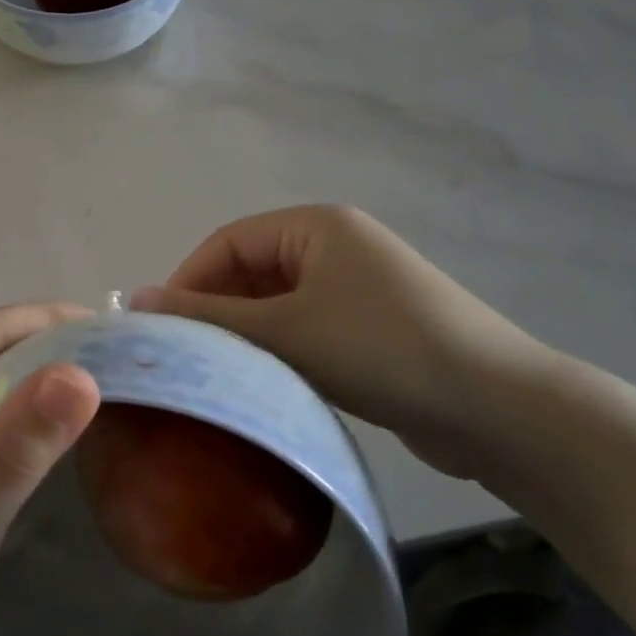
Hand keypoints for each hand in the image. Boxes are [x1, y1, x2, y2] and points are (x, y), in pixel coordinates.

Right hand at [134, 206, 555, 478]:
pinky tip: (264, 385)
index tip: (159, 331)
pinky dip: (281, 352)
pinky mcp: (373, 329)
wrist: (498, 409)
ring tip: (217, 376)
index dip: (188, 281)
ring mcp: (358, 288)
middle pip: (252, 271)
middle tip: (185, 359)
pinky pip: (307, 329)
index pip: (228, 242)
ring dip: (247, 336)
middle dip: (217, 312)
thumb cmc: (381, 349)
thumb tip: (137, 300)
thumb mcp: (286, 331)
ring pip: (278, 305)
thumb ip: (210, 316)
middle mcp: (336, 246)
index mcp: (316, 225)